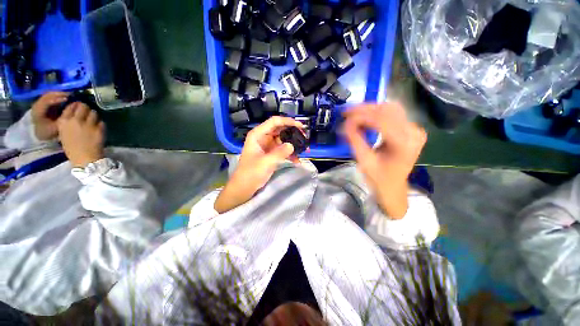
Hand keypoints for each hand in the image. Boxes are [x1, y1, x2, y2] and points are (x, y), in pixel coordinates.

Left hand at [31, 91, 68, 139]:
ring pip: (49, 95)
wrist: (41, 133)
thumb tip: (73, 107)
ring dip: (59, 94)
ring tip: (69, 95)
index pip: (46, 101)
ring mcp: (39, 103)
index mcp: (38, 111)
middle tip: (71, 94)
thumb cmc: (50, 131)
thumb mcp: (57, 126)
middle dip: (59, 94)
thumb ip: (64, 117)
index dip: (57, 99)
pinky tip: (65, 97)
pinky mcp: (42, 103)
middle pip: (47, 95)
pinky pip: (50, 97)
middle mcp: (36, 105)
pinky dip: (57, 96)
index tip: (68, 98)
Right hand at [57, 102, 105, 167]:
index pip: (71, 106)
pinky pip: (101, 122)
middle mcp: (75, 120)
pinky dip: (100, 124)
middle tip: (87, 113)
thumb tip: (74, 113)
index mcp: (64, 121)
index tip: (78, 107)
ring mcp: (88, 124)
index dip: (76, 105)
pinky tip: (98, 128)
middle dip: (86, 108)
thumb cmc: (72, 148)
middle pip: (84, 106)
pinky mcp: (99, 129)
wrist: (84, 159)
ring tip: (93, 121)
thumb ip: (68, 122)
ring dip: (94, 116)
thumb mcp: (63, 133)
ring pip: (94, 113)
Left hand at [214, 116, 304, 212]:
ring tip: (304, 148)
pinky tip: (297, 160)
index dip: (287, 121)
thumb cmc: (251, 173)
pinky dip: (290, 154)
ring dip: (293, 144)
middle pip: (280, 129)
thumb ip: (280, 153)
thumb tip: (292, 145)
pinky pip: (282, 150)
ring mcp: (267, 146)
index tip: (300, 126)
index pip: (274, 122)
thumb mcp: (266, 162)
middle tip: (304, 137)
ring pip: (283, 140)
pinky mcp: (271, 154)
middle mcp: (263, 137)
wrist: (245, 187)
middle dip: (292, 132)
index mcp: (258, 134)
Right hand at [343, 103, 426, 217]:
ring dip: (370, 109)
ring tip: (354, 114)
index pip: (382, 121)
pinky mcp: (411, 129)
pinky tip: (365, 118)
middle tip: (347, 112)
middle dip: (365, 109)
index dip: (361, 116)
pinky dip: (376, 114)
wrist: (393, 186)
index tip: (345, 116)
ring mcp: (415, 129)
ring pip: (391, 108)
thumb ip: (355, 140)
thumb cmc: (378, 178)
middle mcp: (414, 133)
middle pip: (388, 110)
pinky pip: (393, 114)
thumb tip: (345, 123)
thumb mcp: (364, 161)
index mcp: (404, 144)